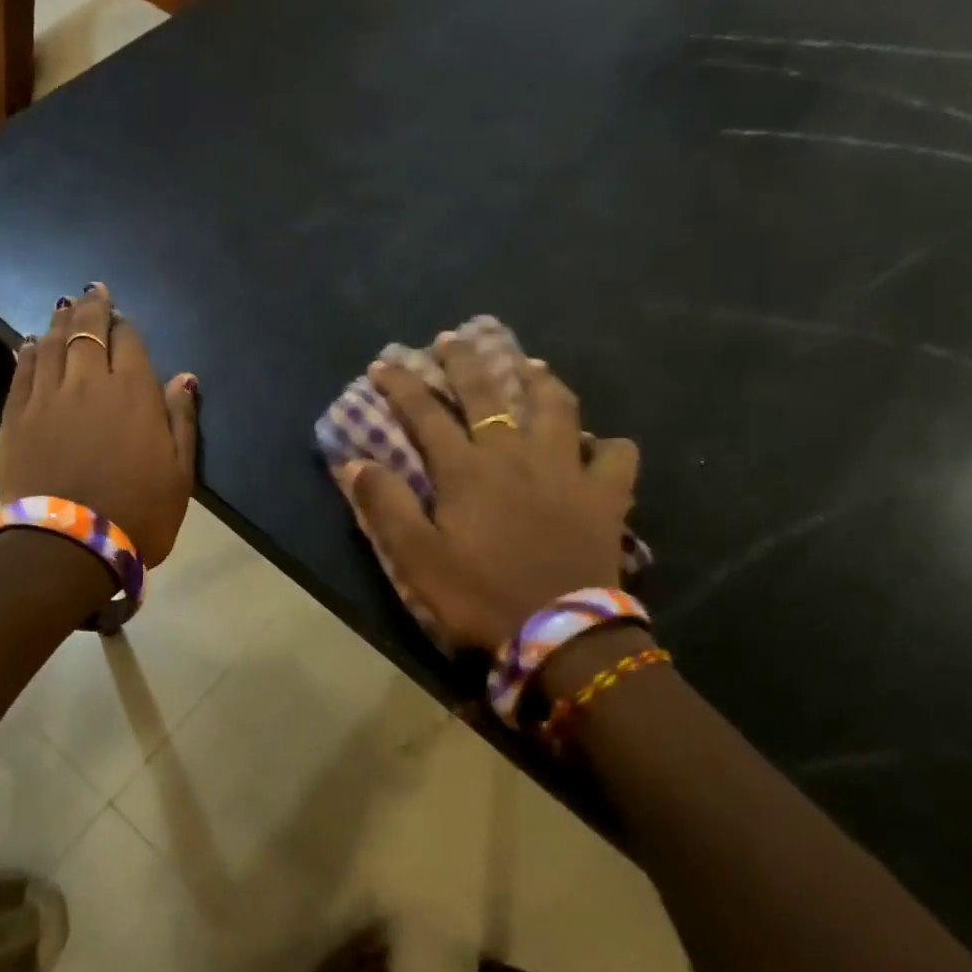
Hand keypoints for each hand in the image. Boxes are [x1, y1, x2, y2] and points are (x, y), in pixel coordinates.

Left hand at [0, 284, 198, 565]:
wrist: (70, 545)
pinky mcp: (17, 417)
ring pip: (53, 345)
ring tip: (65, 306)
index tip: (123, 318)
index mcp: (134, 393)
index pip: (129, 342)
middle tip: (93, 291)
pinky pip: (23, 372)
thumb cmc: (139, 512)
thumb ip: (181, 420)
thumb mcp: (180, 473)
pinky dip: (29, 353)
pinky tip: (31, 343)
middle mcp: (89, 383)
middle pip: (88, 331)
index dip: (126, 326)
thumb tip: (184, 377)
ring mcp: (48, 398)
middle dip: (93, 308)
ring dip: (61, 322)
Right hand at [340, 338, 637, 650]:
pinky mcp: (605, 496)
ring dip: (540, 381)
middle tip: (454, 337)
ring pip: (557, 407)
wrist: (560, 634)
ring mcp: (566, 470)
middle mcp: (515, 454)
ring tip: (531, 366)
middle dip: (465, 361)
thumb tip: (355, 461)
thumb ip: (385, 505)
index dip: (402, 384)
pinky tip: (599, 445)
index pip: (426, 412)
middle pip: (488, 393)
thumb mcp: (416, 558)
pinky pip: (616, 457)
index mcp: (466, 469)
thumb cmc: (479, 596)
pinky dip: (608, 447)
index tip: (384, 363)